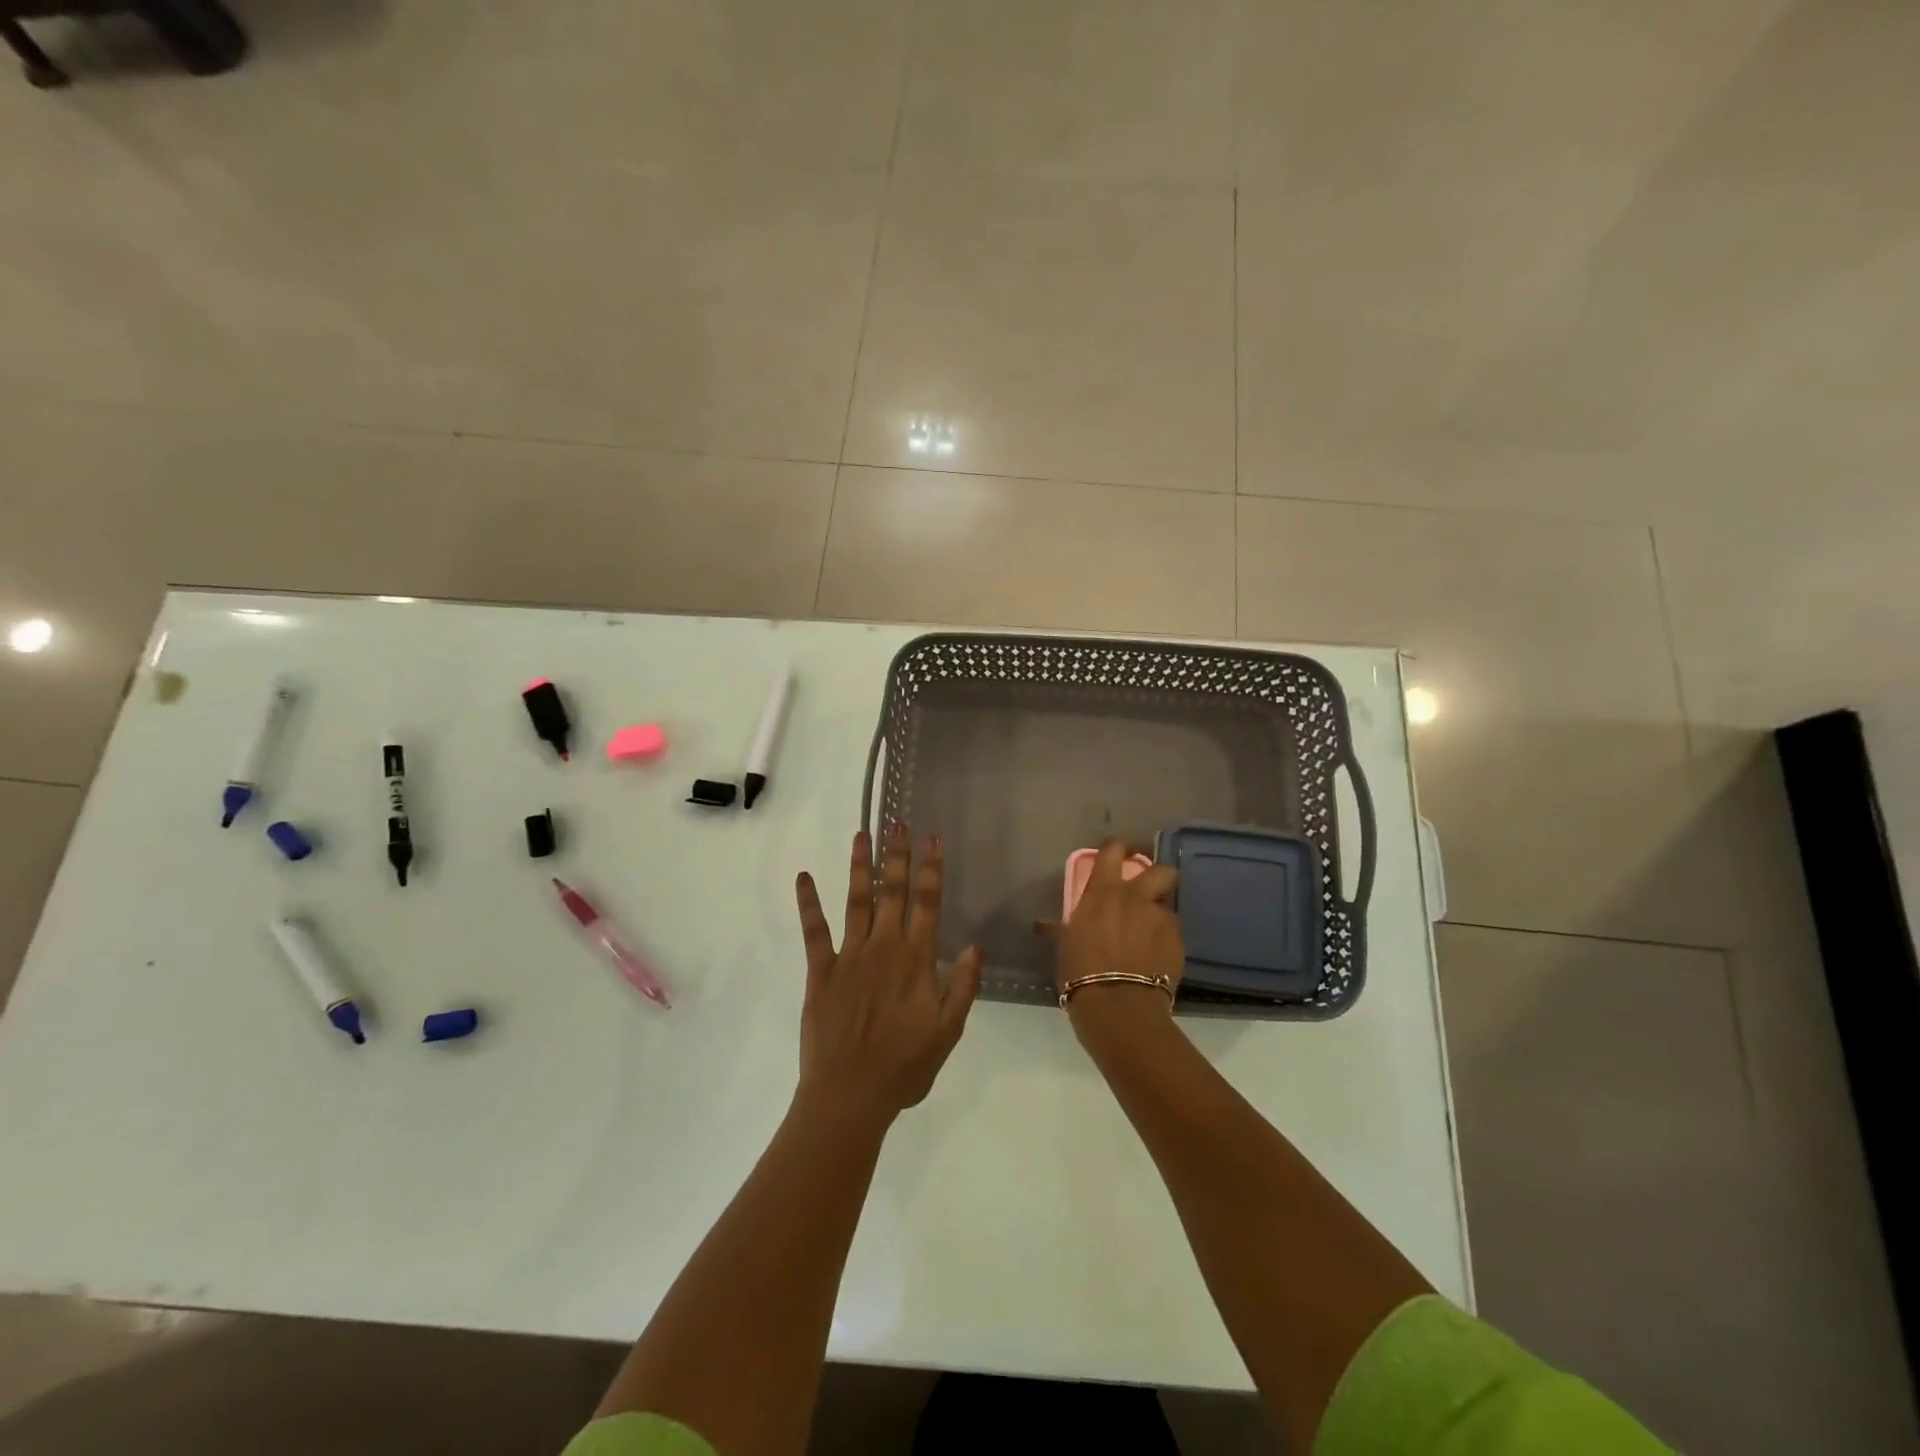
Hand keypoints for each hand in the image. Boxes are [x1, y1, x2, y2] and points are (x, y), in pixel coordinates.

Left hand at [793, 824, 981, 1127]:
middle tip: (897, 821)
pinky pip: (814, 930)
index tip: (933, 839)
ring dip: (860, 866)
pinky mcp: (820, 970)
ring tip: (861, 834)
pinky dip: (808, 902)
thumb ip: (963, 987)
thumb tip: (977, 946)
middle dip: (897, 855)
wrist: (850, 1095)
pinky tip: (804, 877)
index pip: (928, 903)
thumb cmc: (904, 1067)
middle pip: (893, 892)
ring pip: (856, 900)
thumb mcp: (948, 1032)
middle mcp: (884, 947)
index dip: (931, 869)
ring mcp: (849, 955)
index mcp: (916, 960)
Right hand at [1037, 837, 1182, 1040]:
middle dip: (1159, 877)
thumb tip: (1042, 925)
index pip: (1113, 850)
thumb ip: (1062, 929)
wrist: (1118, 1006)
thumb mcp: (1065, 946)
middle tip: (1149, 892)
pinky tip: (1155, 961)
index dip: (1121, 845)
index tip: (1123, 850)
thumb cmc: (1080, 972)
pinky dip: (1164, 942)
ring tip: (1150, 937)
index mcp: (1103, 892)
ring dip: (1158, 917)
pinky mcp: (1178, 943)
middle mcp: (1135, 898)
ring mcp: (1160, 919)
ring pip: (1167, 907)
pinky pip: (1172, 935)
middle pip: (1161, 870)